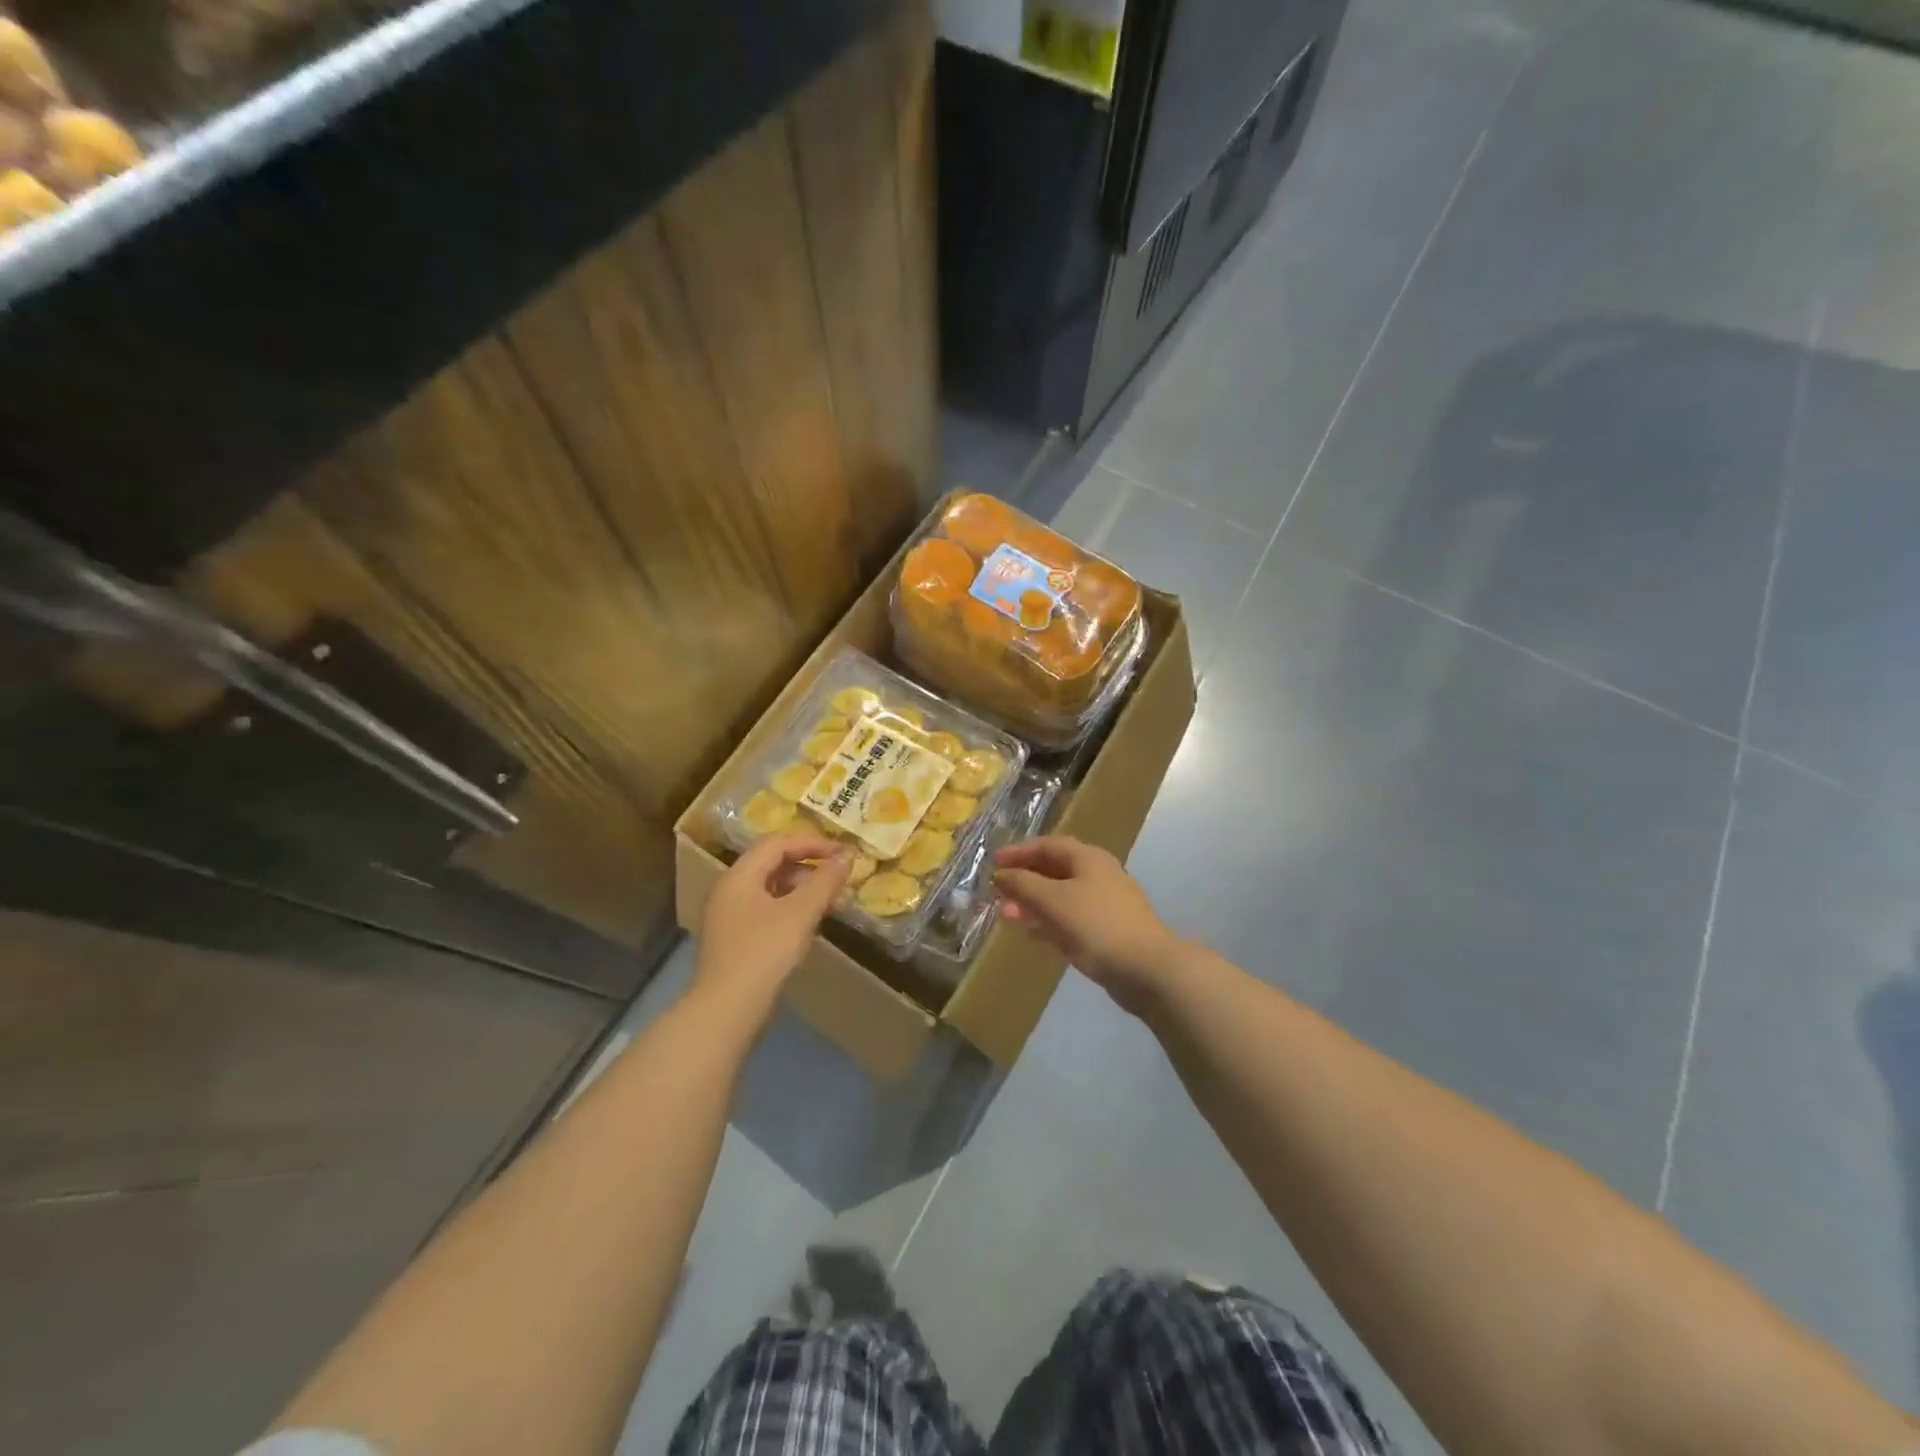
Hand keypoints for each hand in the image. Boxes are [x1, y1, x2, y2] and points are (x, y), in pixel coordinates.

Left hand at [696, 832, 851, 1024]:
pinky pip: (766, 909)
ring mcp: (729, 916)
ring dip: (802, 888)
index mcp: (739, 876)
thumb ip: (825, 881)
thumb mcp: (800, 913)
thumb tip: (847, 855)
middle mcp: (729, 889)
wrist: (726, 1010)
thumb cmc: (764, 953)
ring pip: (770, 888)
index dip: (813, 842)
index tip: (843, 853)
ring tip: (831, 901)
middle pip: (772, 862)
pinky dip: (790, 908)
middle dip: (809, 865)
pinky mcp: (734, 939)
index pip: (778, 843)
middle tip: (839, 876)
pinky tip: (809, 924)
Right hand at [993, 836, 1183, 1013]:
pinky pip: (1070, 919)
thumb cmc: (1096, 925)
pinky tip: (1031, 934)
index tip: (994, 862)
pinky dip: (1048, 922)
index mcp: (1088, 858)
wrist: (1148, 969)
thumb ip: (1023, 884)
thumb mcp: (1052, 900)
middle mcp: (1098, 875)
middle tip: (997, 892)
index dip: (1019, 852)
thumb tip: (1001, 874)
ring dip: (1033, 902)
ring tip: (1005, 915)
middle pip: (1054, 870)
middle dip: (1024, 879)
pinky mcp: (1107, 931)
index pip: (1048, 845)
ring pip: (1061, 896)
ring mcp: (1105, 904)